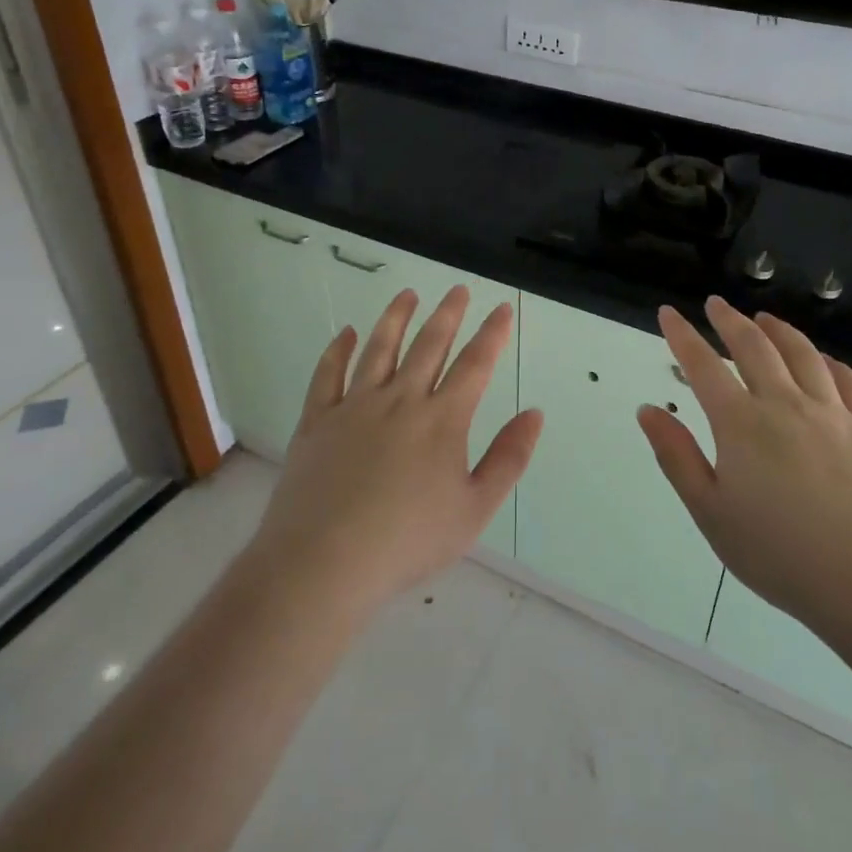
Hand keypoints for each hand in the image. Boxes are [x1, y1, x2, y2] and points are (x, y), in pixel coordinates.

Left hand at [245, 286, 543, 619]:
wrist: (325, 562)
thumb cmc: (409, 541)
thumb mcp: (475, 508)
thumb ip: (508, 458)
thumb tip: (534, 413)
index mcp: (442, 420)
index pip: (475, 364)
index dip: (492, 334)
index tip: (502, 309)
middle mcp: (400, 400)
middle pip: (428, 345)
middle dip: (448, 314)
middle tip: (457, 289)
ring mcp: (354, 407)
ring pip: (379, 349)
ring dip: (395, 318)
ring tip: (407, 294)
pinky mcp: (317, 421)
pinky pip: (328, 374)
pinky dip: (338, 350)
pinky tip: (346, 334)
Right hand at [637, 296, 851, 636]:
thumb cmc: (780, 554)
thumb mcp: (711, 512)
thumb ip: (677, 456)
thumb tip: (647, 410)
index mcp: (741, 424)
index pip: (703, 365)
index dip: (682, 335)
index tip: (668, 312)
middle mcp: (785, 404)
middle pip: (754, 347)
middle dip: (730, 321)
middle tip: (716, 305)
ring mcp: (833, 413)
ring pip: (802, 355)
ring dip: (778, 330)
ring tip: (764, 318)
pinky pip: (848, 381)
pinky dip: (830, 362)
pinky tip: (824, 359)